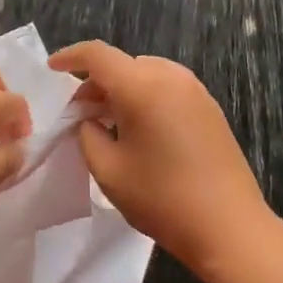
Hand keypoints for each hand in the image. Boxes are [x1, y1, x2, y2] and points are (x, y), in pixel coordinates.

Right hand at [48, 40, 274, 272]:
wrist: (230, 227)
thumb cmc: (162, 198)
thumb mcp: (108, 170)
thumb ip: (88, 135)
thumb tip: (89, 119)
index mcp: (142, 86)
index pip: (98, 55)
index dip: (71, 57)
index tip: (52, 69)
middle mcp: (171, 77)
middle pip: (123, 64)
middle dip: (96, 82)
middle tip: (80, 113)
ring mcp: (196, 91)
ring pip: (147, 74)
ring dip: (123, 89)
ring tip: (109, 122)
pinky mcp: (210, 108)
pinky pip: (168, 87)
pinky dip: (146, 96)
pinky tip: (141, 129)